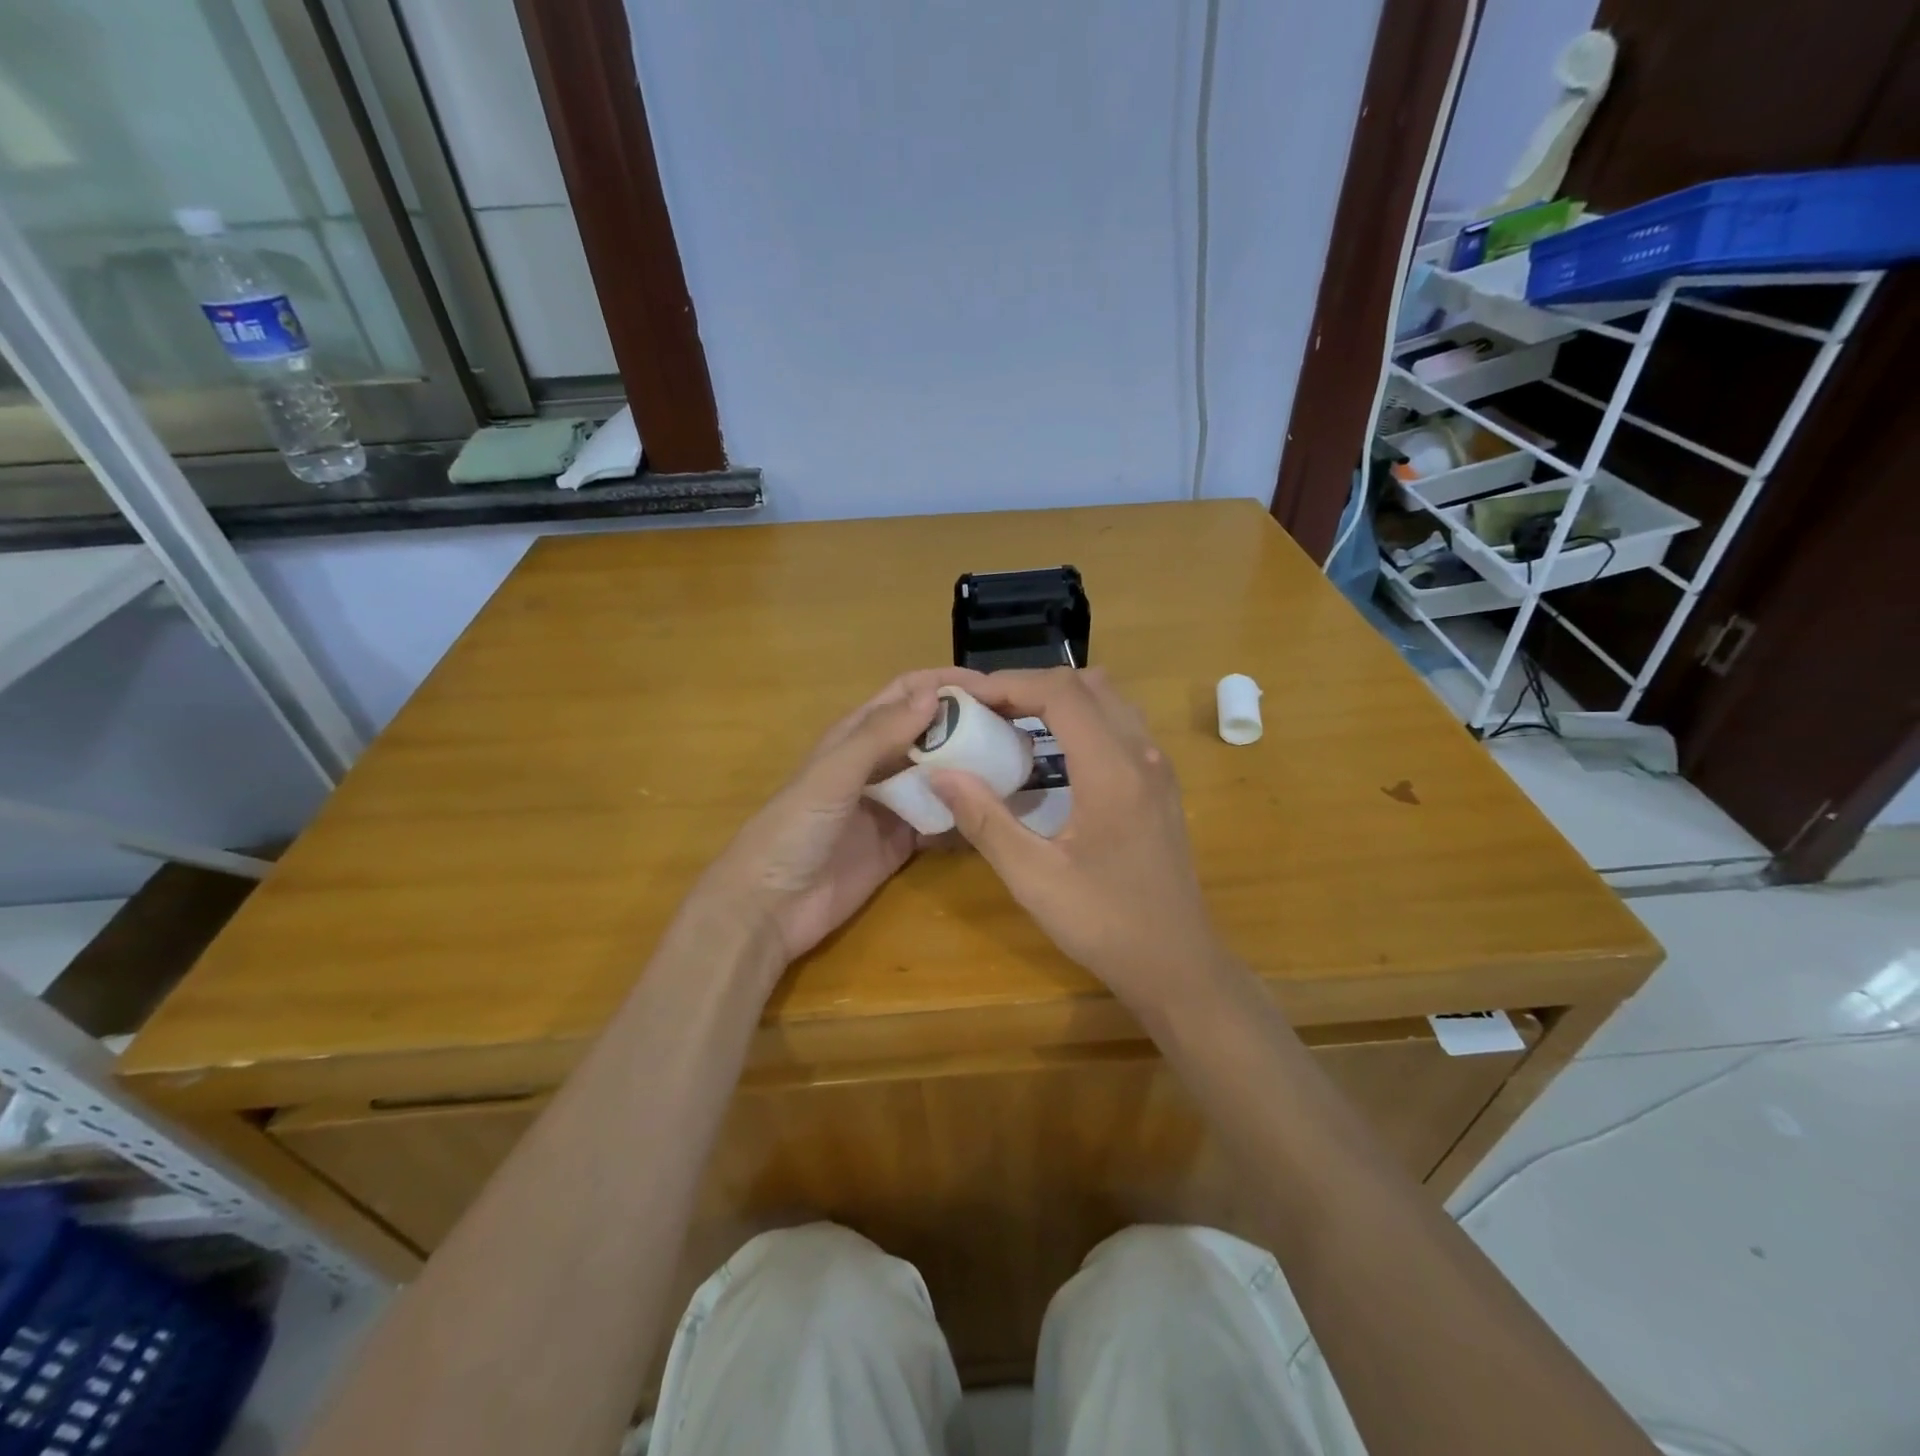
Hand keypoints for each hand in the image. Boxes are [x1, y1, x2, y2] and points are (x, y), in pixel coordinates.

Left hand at [691, 667, 994, 964]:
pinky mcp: (900, 843)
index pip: (906, 695)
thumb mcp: (834, 774)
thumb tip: (934, 693)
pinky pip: (939, 819)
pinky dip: (964, 811)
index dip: (945, 684)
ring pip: (938, 774)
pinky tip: (994, 809)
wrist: (769, 907)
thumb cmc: (794, 829)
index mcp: (856, 736)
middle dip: (966, 724)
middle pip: (928, 733)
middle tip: (1015, 727)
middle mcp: (876, 765)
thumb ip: (880, 735)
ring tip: (1016, 763)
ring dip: (969, 766)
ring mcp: (890, 805)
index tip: (992, 687)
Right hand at [928, 668, 1227, 1012]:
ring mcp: (1158, 768)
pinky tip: (1052, 753)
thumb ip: (985, 820)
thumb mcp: (1034, 878)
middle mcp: (1142, 755)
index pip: (1061, 693)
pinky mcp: (1160, 785)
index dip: (1010, 684)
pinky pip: (1121, 725)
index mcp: (1113, 771)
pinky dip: (1082, 719)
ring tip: (1013, 721)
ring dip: (1060, 698)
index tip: (967, 697)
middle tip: (985, 708)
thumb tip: (940, 773)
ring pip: (1109, 701)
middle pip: (1087, 685)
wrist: (1177, 964)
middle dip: (1031, 685)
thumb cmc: (1105, 924)